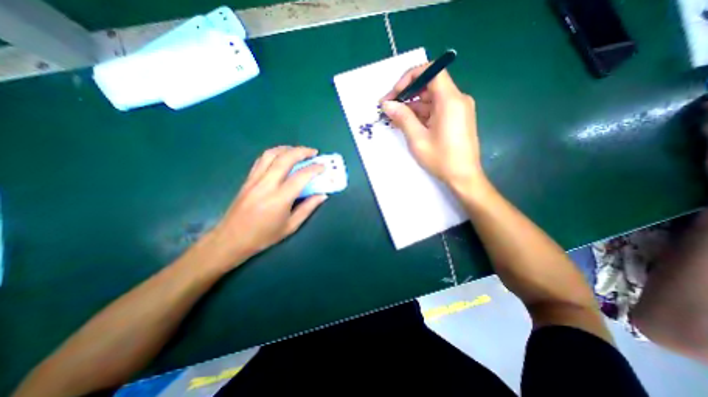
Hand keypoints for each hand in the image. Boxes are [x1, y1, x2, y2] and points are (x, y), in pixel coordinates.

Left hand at [205, 146, 325, 266]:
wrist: (231, 239)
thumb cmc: (264, 236)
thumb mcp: (291, 226)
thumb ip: (308, 208)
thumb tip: (322, 195)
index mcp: (279, 199)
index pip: (300, 176)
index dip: (314, 169)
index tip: (323, 166)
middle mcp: (266, 185)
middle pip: (285, 159)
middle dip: (302, 151)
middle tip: (313, 152)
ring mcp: (254, 180)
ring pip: (271, 154)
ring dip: (287, 149)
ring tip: (298, 151)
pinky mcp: (248, 179)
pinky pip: (262, 160)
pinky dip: (274, 153)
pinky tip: (281, 156)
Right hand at [382, 65, 487, 191]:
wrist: (463, 177)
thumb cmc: (441, 159)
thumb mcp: (418, 138)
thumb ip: (402, 118)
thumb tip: (386, 104)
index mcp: (450, 100)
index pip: (431, 71)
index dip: (410, 77)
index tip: (395, 93)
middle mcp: (457, 99)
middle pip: (429, 85)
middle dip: (407, 94)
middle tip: (388, 107)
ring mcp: (457, 109)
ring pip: (430, 99)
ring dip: (411, 106)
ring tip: (393, 118)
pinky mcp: (455, 119)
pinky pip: (435, 110)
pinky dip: (421, 114)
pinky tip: (406, 123)